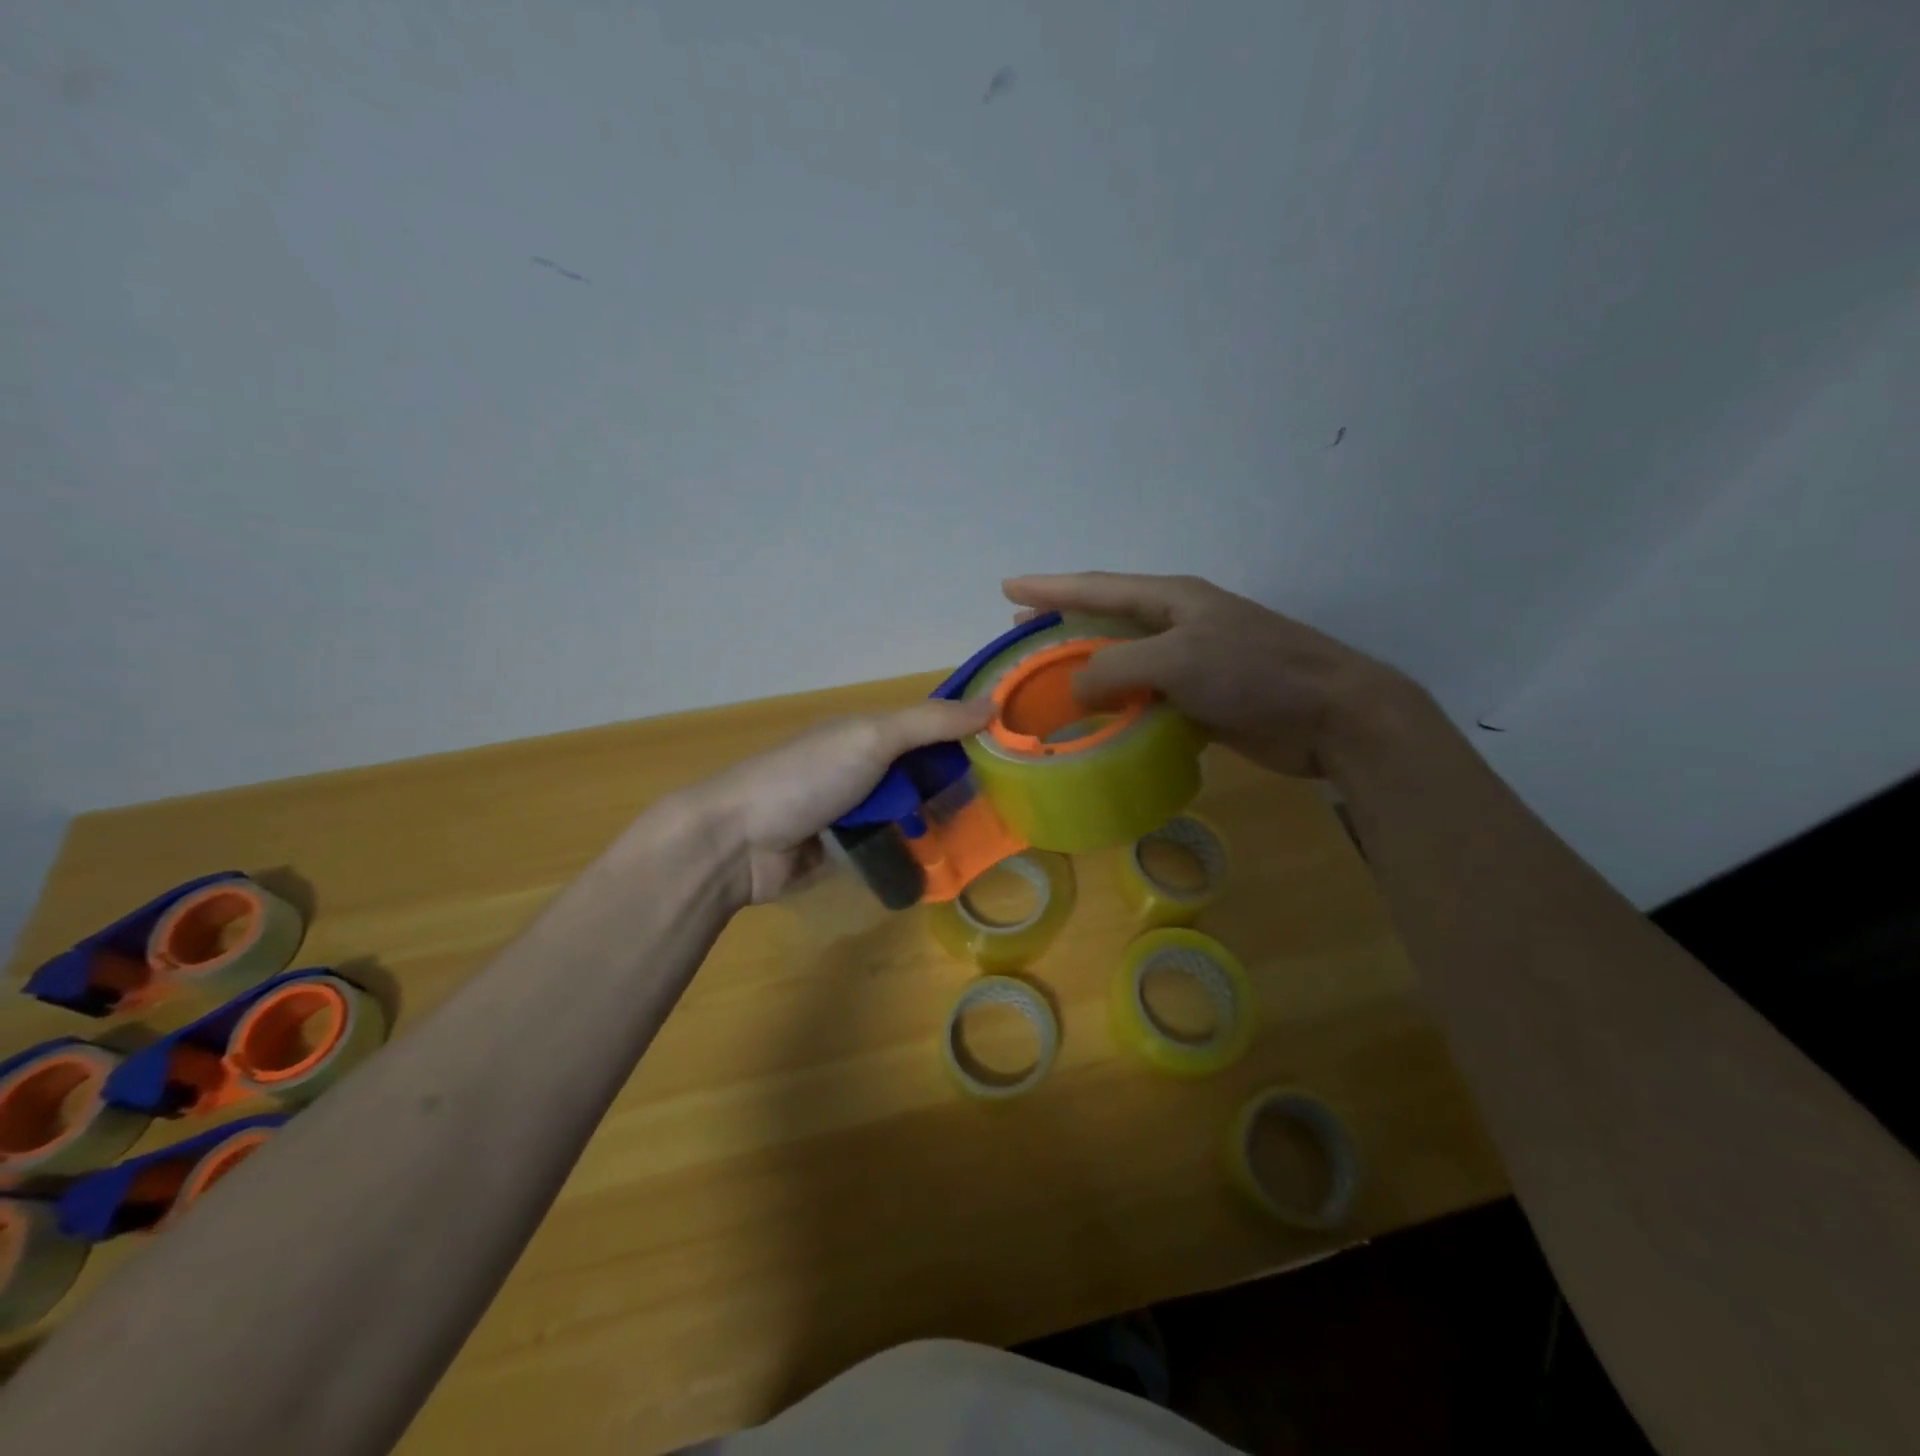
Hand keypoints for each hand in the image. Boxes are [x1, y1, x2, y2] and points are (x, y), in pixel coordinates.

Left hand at [677, 697, 993, 905]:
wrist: (737, 842)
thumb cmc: (807, 777)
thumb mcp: (872, 738)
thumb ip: (930, 723)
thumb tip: (994, 705)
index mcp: (867, 732)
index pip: (931, 726)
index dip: (969, 732)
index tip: (1016, 746)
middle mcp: (864, 768)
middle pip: (924, 771)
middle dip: (961, 783)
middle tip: (1015, 802)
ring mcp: (853, 812)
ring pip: (911, 812)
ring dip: (942, 821)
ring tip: (993, 837)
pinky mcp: (846, 852)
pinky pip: (892, 847)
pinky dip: (916, 852)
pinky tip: (952, 864)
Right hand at [1002, 571, 1420, 778]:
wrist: (1331, 716)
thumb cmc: (1254, 673)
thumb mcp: (1175, 660)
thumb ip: (1114, 668)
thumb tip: (1074, 689)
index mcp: (1172, 599)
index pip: (1097, 587)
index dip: (1050, 588)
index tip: (1008, 588)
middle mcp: (1178, 624)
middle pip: (1106, 619)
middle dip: (1062, 624)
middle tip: (1020, 634)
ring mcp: (1191, 662)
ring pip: (1123, 662)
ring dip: (1086, 671)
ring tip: (1049, 681)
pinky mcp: (1201, 699)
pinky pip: (1144, 697)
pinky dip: (1116, 706)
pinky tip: (1094, 720)